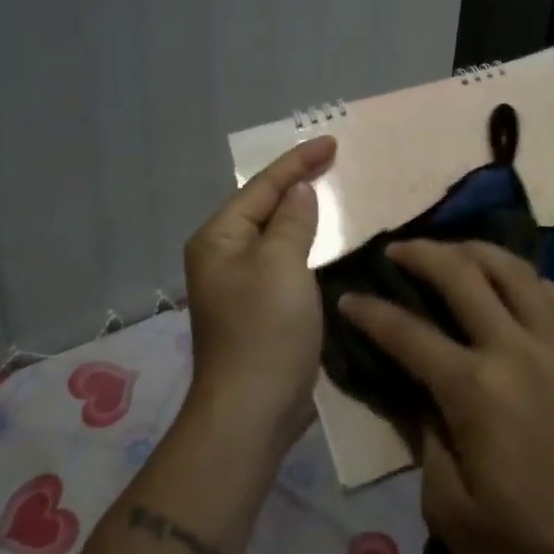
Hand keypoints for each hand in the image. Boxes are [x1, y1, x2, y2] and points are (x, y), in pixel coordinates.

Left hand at [182, 136, 335, 450]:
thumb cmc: (264, 330)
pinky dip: (306, 244)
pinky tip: (326, 240)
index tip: (332, 142)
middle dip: (298, 183)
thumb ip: (292, 220)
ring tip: (333, 192)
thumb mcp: (281, 264)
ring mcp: (240, 283)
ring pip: (276, 234)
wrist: (252, 411)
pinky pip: (284, 261)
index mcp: (219, 238)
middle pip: (265, 206)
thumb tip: (298, 191)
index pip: (262, 186)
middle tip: (335, 161)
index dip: (298, 161)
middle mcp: (223, 255)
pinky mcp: (259, 307)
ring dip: (303, 213)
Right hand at [338, 240, 553, 553]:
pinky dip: (524, 277)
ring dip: (474, 250)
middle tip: (395, 250)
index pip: (409, 334)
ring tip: (450, 250)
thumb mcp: (447, 506)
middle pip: (462, 275)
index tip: (347, 297)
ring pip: (513, 268)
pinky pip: (553, 292)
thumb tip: (413, 390)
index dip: (371, 312)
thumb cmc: (523, 542)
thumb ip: (423, 437)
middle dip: (420, 254)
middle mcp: (515, 349)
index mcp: (475, 390)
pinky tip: (509, 282)